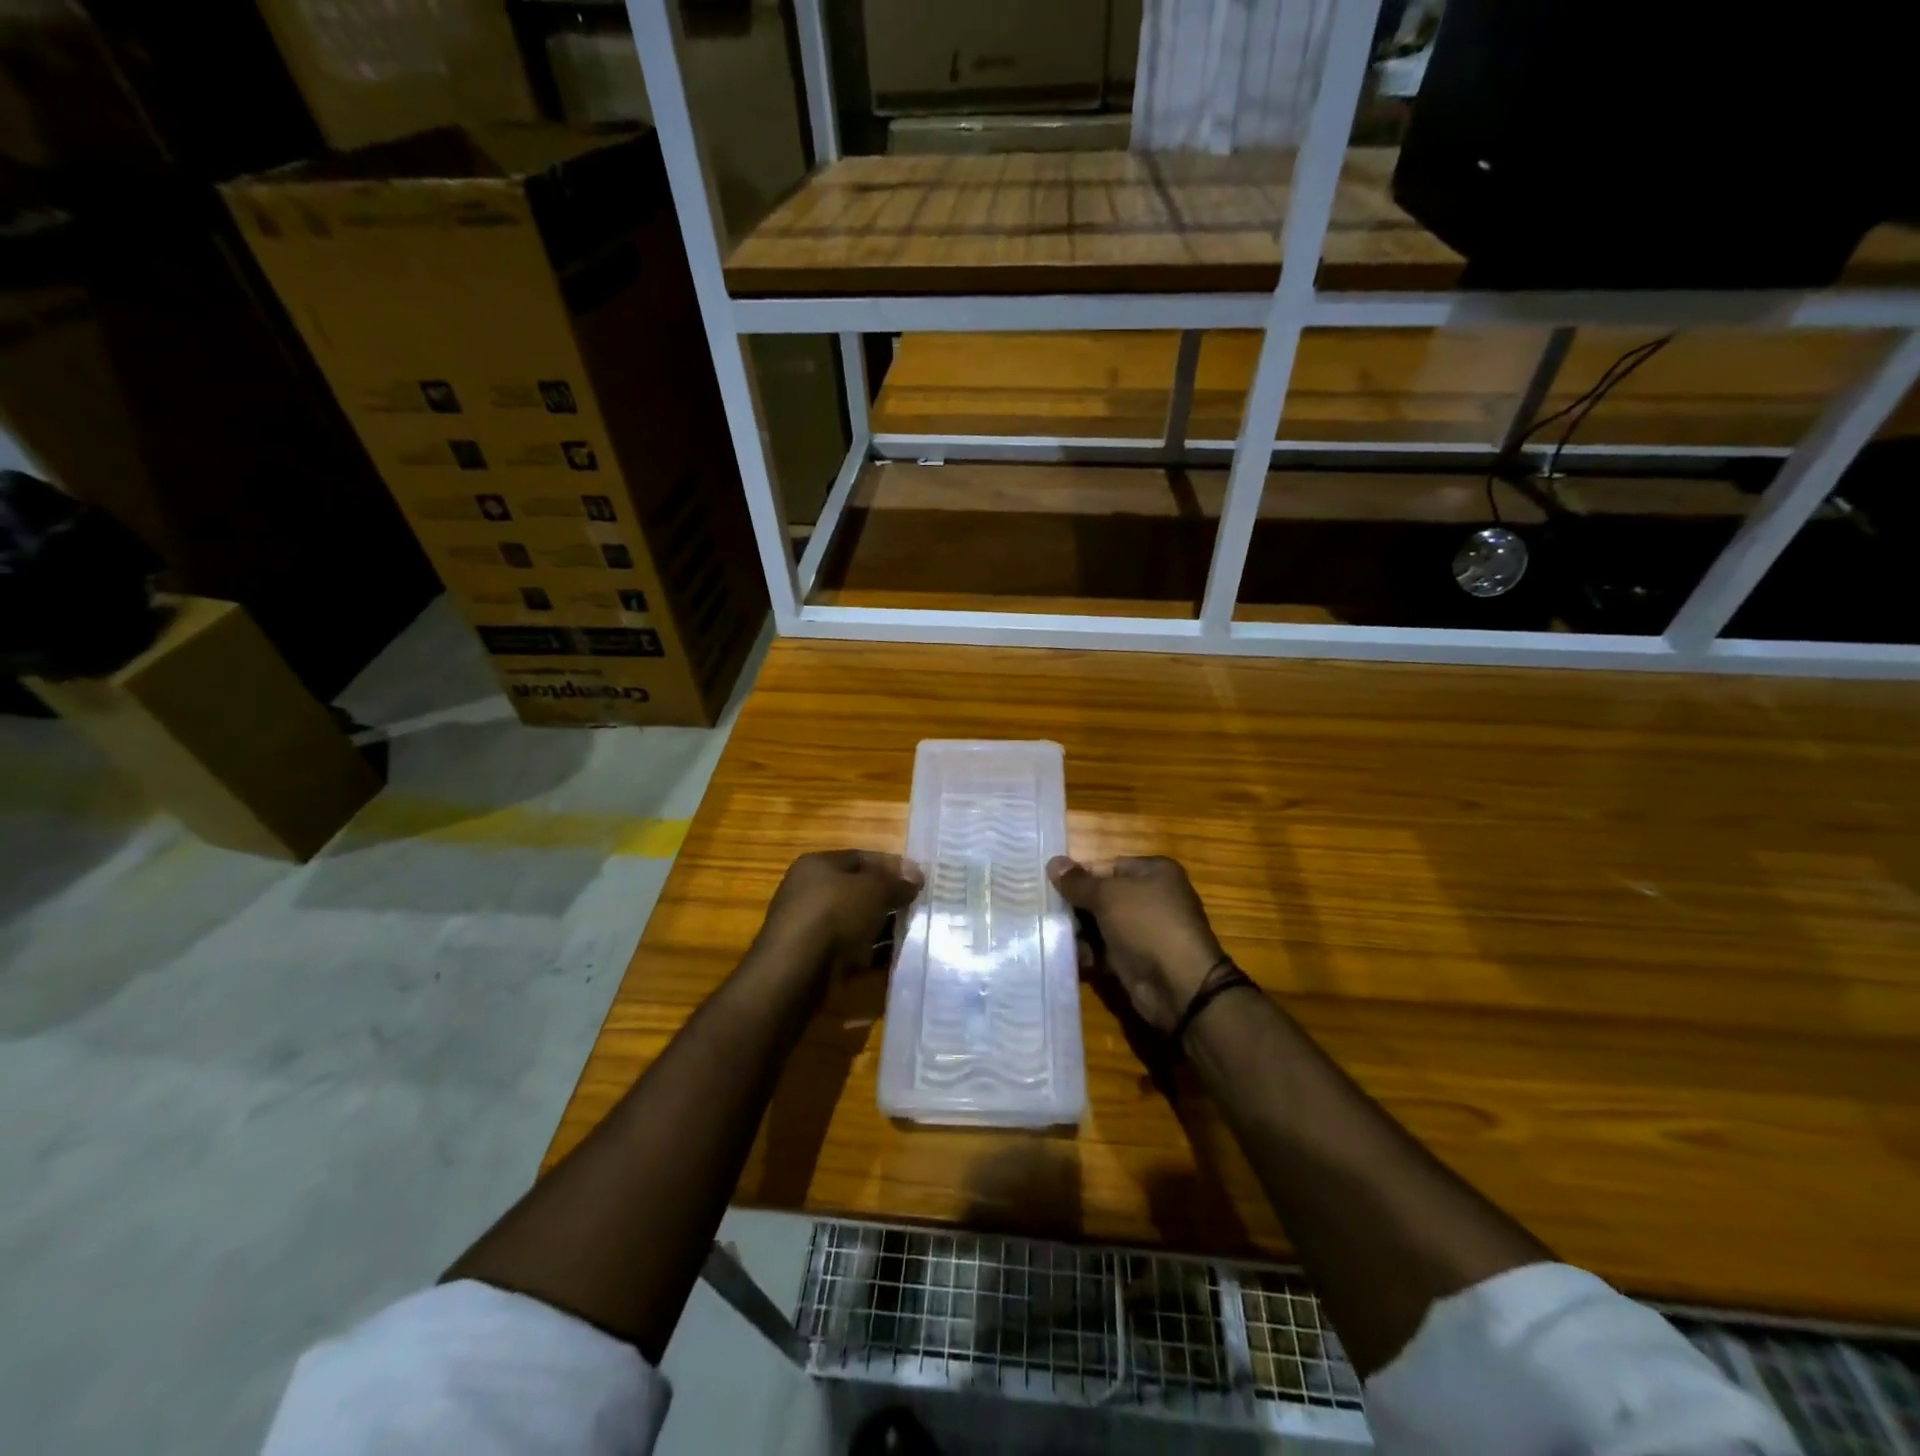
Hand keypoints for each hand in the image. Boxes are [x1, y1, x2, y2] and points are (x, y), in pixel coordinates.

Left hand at [753, 850, 923, 994]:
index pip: (861, 858)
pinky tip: (897, 958)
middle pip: (859, 891)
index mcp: (817, 865)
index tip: (919, 879)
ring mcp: (812, 928)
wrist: (796, 971)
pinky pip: (852, 951)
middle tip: (919, 907)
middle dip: (890, 899)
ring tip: (915, 933)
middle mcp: (810, 892)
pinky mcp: (816, 960)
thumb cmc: (835, 914)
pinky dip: (873, 954)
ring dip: (884, 928)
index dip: (892, 866)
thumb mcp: (874, 889)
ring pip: (857, 923)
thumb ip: (897, 882)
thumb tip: (916, 877)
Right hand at [1047, 855, 1224, 1032]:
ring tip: (1054, 935)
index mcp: (1154, 872)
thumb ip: (1078, 882)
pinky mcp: (1136, 959)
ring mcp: (1144, 930)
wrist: (1178, 985)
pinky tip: (1070, 956)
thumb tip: (1053, 862)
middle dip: (1075, 905)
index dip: (1079, 875)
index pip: (1108, 866)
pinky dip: (1089, 953)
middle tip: (1046, 911)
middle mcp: (1151, 897)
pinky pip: (1105, 950)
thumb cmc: (1146, 925)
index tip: (1050, 885)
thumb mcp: (1108, 895)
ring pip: (1101, 924)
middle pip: (1102, 896)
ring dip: (1078, 931)